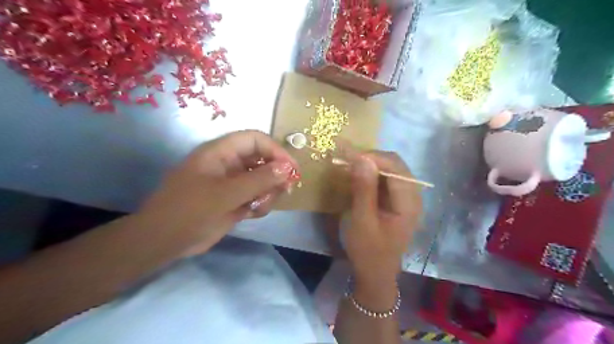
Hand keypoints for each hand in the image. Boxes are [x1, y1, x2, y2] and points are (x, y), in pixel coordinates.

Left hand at [136, 130, 296, 256]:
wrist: (164, 242)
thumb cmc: (190, 211)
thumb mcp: (226, 194)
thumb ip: (259, 180)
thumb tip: (288, 167)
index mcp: (221, 152)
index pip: (255, 139)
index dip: (275, 150)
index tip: (291, 169)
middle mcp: (229, 164)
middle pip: (263, 160)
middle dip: (275, 175)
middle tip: (285, 190)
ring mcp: (232, 182)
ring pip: (263, 180)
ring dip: (268, 192)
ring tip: (259, 207)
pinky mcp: (235, 199)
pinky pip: (257, 196)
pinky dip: (260, 204)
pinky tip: (252, 214)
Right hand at [344, 150, 419, 286]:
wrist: (375, 273)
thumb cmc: (368, 251)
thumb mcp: (362, 221)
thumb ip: (363, 189)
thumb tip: (361, 158)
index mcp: (409, 202)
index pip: (394, 166)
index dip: (371, 157)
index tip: (347, 156)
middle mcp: (413, 195)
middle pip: (395, 164)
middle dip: (370, 158)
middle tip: (346, 159)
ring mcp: (406, 197)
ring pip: (390, 168)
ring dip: (370, 164)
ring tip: (349, 165)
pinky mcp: (397, 200)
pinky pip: (386, 178)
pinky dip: (371, 174)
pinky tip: (357, 176)